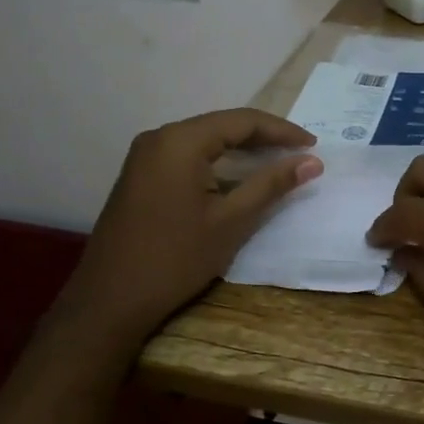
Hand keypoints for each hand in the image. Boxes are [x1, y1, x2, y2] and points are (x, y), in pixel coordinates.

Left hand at [44, 109, 321, 360]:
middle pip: (222, 125)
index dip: (281, 131)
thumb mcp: (232, 221)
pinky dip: (218, 161)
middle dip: (263, 137)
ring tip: (277, 161)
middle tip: (300, 152)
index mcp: (180, 141)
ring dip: (241, 149)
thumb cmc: (175, 259)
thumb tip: (312, 161)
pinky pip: (188, 155)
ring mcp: (145, 157)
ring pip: (205, 140)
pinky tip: (238, 177)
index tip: (313, 145)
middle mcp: (159, 138)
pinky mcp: (140, 176)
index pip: (242, 121)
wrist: (109, 302)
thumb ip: (272, 184)